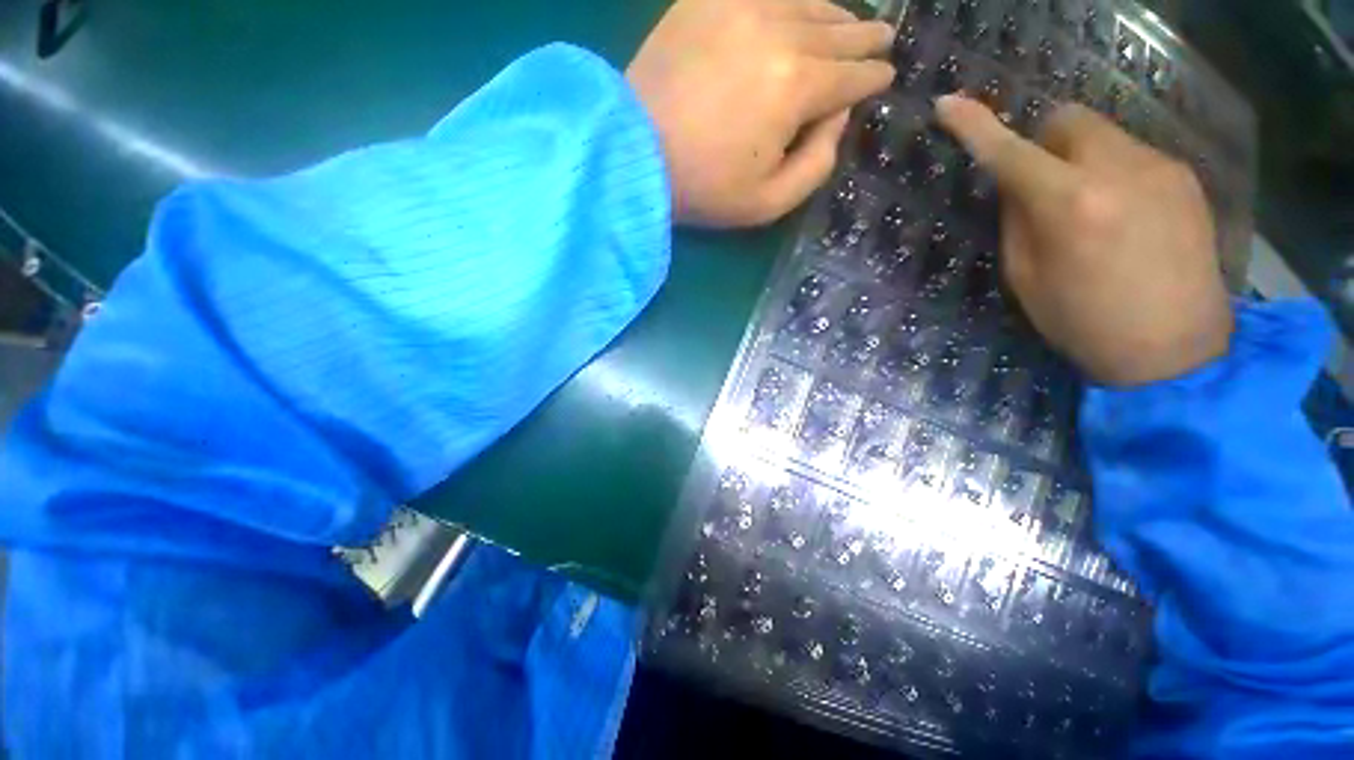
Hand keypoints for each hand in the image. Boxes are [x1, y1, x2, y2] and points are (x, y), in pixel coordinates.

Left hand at [627, 0, 893, 227]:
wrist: (633, 153)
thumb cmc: (703, 188)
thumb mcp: (769, 202)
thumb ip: (818, 164)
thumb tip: (838, 118)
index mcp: (798, 86)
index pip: (853, 76)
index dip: (873, 79)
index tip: (884, 77)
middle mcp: (780, 31)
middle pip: (839, 32)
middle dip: (866, 39)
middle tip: (882, 39)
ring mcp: (742, 6)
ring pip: (809, 3)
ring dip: (836, 16)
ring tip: (849, 24)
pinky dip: (792, 0)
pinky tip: (800, 7)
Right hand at [936, 95, 1232, 386]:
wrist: (1175, 349)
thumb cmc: (1083, 321)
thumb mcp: (1025, 278)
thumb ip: (1017, 221)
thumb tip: (1016, 184)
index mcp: (1070, 204)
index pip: (1010, 150)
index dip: (974, 126)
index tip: (948, 105)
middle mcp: (1119, 169)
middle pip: (1067, 120)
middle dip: (1043, 142)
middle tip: (1040, 184)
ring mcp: (1160, 167)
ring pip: (1102, 134)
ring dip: (1079, 158)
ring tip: (1088, 210)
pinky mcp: (1185, 176)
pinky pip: (1132, 154)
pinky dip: (1112, 171)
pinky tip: (1121, 216)